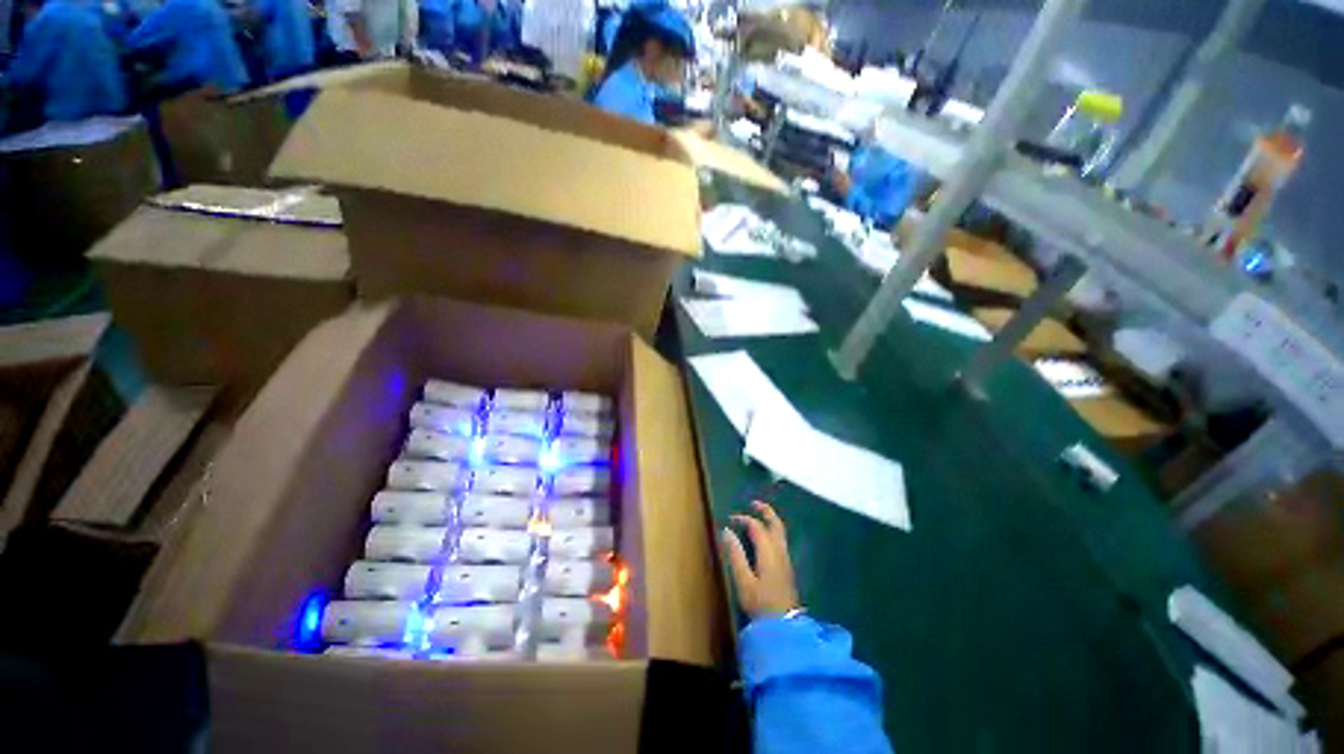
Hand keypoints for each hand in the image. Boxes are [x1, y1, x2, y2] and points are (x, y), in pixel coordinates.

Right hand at [721, 501, 800, 618]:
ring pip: (780, 531)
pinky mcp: (787, 566)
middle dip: (765, 511)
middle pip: (775, 523)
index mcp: (768, 551)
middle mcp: (779, 550)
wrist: (785, 625)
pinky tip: (765, 536)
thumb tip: (727, 531)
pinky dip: (773, 530)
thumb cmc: (761, 603)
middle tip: (753, 503)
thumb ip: (735, 554)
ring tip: (759, 515)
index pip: (756, 526)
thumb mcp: (743, 581)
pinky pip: (780, 539)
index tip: (730, 519)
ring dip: (770, 519)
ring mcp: (786, 558)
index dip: (743, 519)